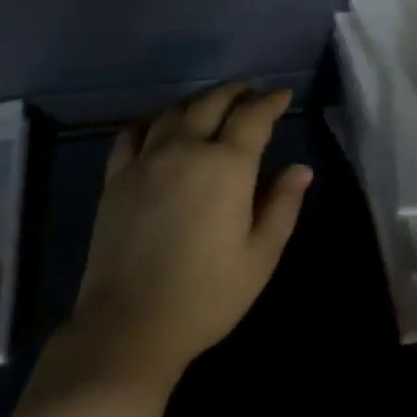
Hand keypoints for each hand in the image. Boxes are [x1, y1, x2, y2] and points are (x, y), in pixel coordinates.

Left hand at [68, 83, 312, 388]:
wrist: (132, 324)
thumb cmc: (208, 295)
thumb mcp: (260, 256)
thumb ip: (282, 206)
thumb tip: (300, 170)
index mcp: (226, 166)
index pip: (253, 117)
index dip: (270, 101)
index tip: (282, 95)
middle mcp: (184, 149)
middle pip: (211, 103)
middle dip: (235, 93)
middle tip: (250, 92)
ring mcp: (145, 160)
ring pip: (173, 112)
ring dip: (197, 102)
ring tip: (211, 105)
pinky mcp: (116, 178)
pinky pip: (132, 134)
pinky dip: (150, 121)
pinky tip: (156, 126)